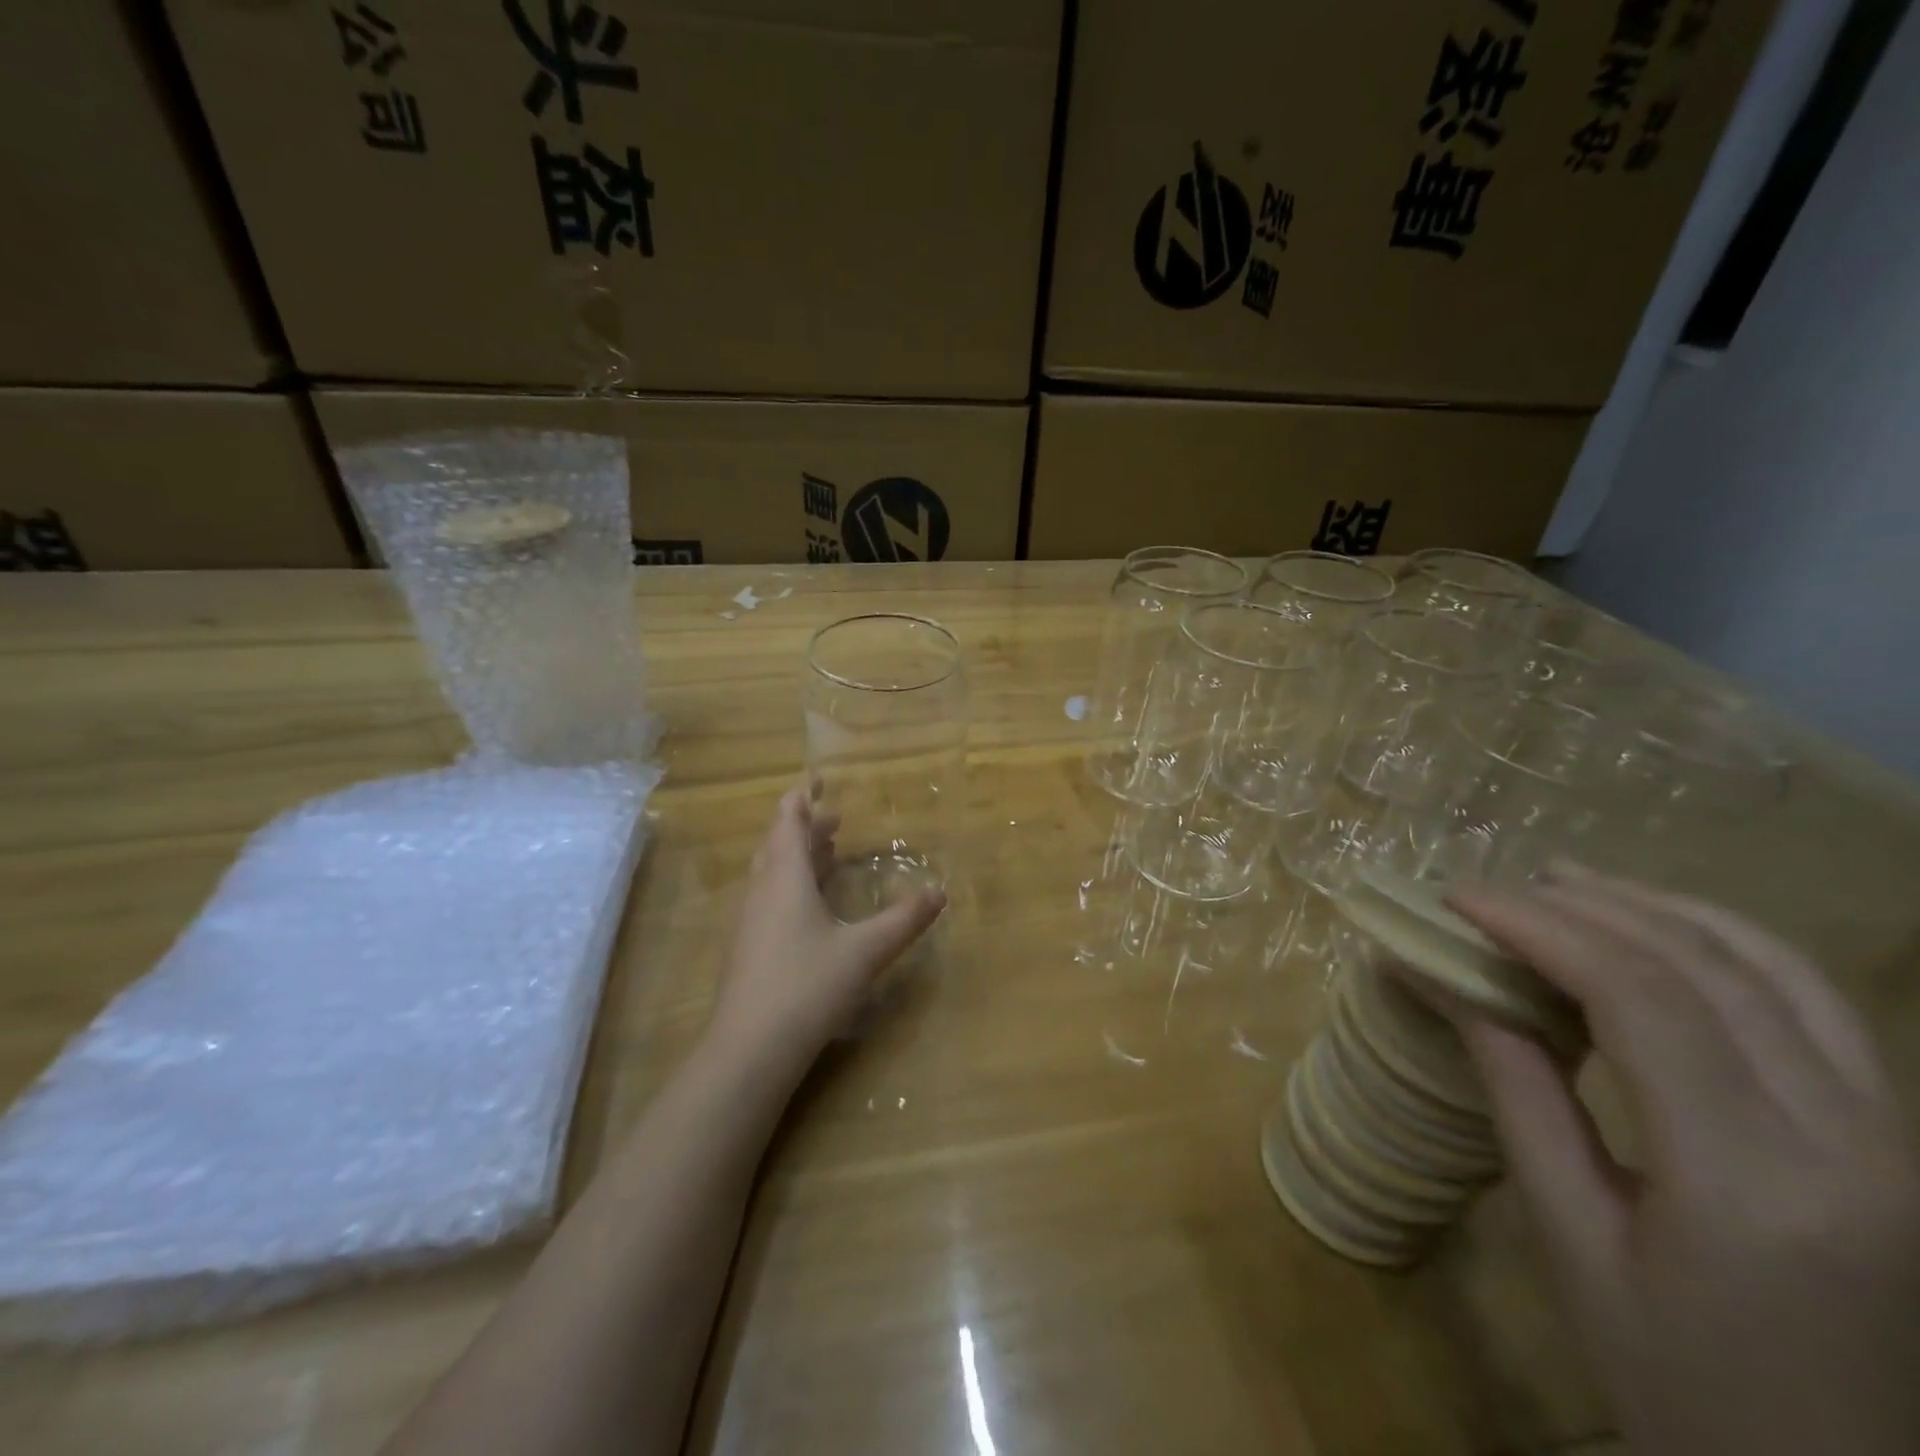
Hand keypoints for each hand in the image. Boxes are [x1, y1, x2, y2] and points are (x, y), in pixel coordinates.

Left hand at [704, 788, 944, 1083]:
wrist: (750, 1049)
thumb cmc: (808, 986)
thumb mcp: (866, 951)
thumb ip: (905, 920)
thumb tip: (939, 892)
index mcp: (785, 878)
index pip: (789, 820)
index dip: (802, 797)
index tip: (818, 779)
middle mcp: (761, 891)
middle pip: (778, 843)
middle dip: (805, 827)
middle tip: (835, 820)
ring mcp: (748, 920)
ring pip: (770, 872)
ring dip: (796, 856)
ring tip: (826, 853)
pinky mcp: (746, 947)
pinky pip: (768, 897)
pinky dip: (790, 884)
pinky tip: (809, 907)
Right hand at [1449, 862, 1919, 1455]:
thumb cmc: (1672, 1376)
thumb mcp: (1569, 1234)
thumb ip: (1515, 1088)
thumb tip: (1438, 977)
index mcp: (1754, 1184)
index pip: (1640, 999)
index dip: (1539, 928)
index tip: (1457, 899)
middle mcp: (1858, 1146)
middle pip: (1706, 969)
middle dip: (1583, 908)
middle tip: (1492, 889)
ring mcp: (1900, 1141)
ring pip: (1774, 969)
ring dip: (1656, 908)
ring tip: (1563, 881)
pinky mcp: (1903, 1140)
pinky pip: (1817, 1003)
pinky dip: (1725, 941)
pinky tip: (1660, 926)